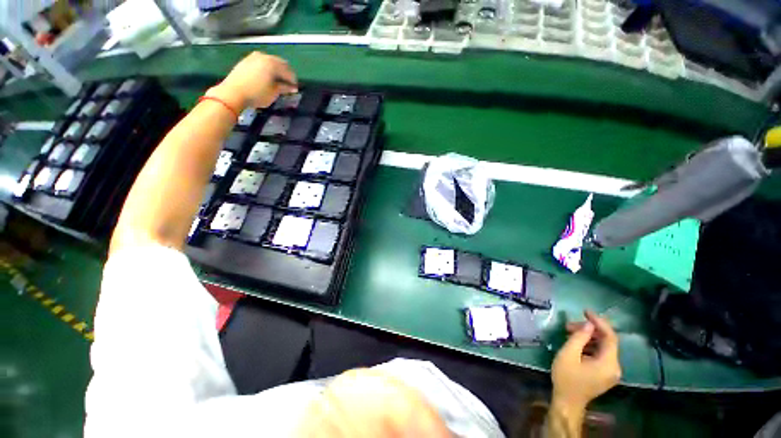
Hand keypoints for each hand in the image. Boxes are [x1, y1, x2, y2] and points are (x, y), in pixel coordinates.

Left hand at [206, 52, 297, 112]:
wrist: (233, 92)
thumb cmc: (257, 94)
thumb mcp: (274, 93)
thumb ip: (284, 88)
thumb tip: (292, 88)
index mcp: (273, 64)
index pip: (288, 71)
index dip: (293, 80)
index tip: (295, 89)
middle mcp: (264, 56)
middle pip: (280, 63)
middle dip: (286, 73)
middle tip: (289, 84)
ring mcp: (254, 57)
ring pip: (270, 61)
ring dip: (277, 70)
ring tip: (278, 80)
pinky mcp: (246, 60)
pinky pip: (262, 62)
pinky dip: (267, 68)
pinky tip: (267, 77)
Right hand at [551, 310, 620, 410]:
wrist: (567, 401)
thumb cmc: (566, 377)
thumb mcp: (568, 354)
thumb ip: (579, 337)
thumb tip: (589, 324)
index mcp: (609, 363)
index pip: (610, 337)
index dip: (599, 322)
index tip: (585, 311)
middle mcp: (615, 367)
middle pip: (606, 341)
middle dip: (589, 330)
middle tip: (569, 325)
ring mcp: (611, 372)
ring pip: (603, 347)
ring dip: (587, 338)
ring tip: (569, 333)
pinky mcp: (605, 374)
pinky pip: (600, 354)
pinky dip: (589, 346)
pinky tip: (575, 344)